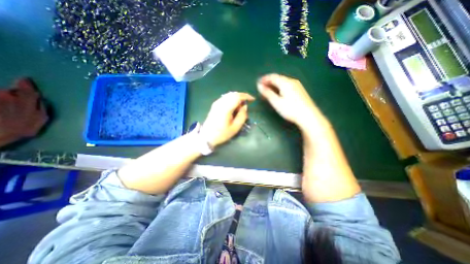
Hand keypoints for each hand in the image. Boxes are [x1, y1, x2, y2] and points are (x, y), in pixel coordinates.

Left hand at [200, 92, 255, 147]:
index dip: (246, 96)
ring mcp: (216, 103)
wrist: (207, 136)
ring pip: (229, 95)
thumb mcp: (235, 127)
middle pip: (233, 94)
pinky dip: (231, 99)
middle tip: (247, 103)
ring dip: (237, 97)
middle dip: (242, 96)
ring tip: (241, 105)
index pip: (237, 97)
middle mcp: (220, 103)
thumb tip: (244, 106)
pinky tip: (233, 106)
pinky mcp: (215, 105)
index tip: (252, 100)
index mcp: (226, 108)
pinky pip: (225, 97)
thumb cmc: (222, 133)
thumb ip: (242, 116)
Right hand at [257, 74, 327, 130]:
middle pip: (278, 78)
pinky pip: (287, 85)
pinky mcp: (299, 90)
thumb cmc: (290, 109)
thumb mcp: (276, 102)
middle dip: (269, 82)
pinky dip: (280, 88)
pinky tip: (278, 93)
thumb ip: (267, 93)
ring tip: (268, 92)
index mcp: (285, 82)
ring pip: (282, 82)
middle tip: (262, 88)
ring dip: (274, 85)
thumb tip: (259, 86)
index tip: (258, 83)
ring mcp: (297, 85)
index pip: (272, 77)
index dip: (264, 79)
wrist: (308, 116)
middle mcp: (291, 81)